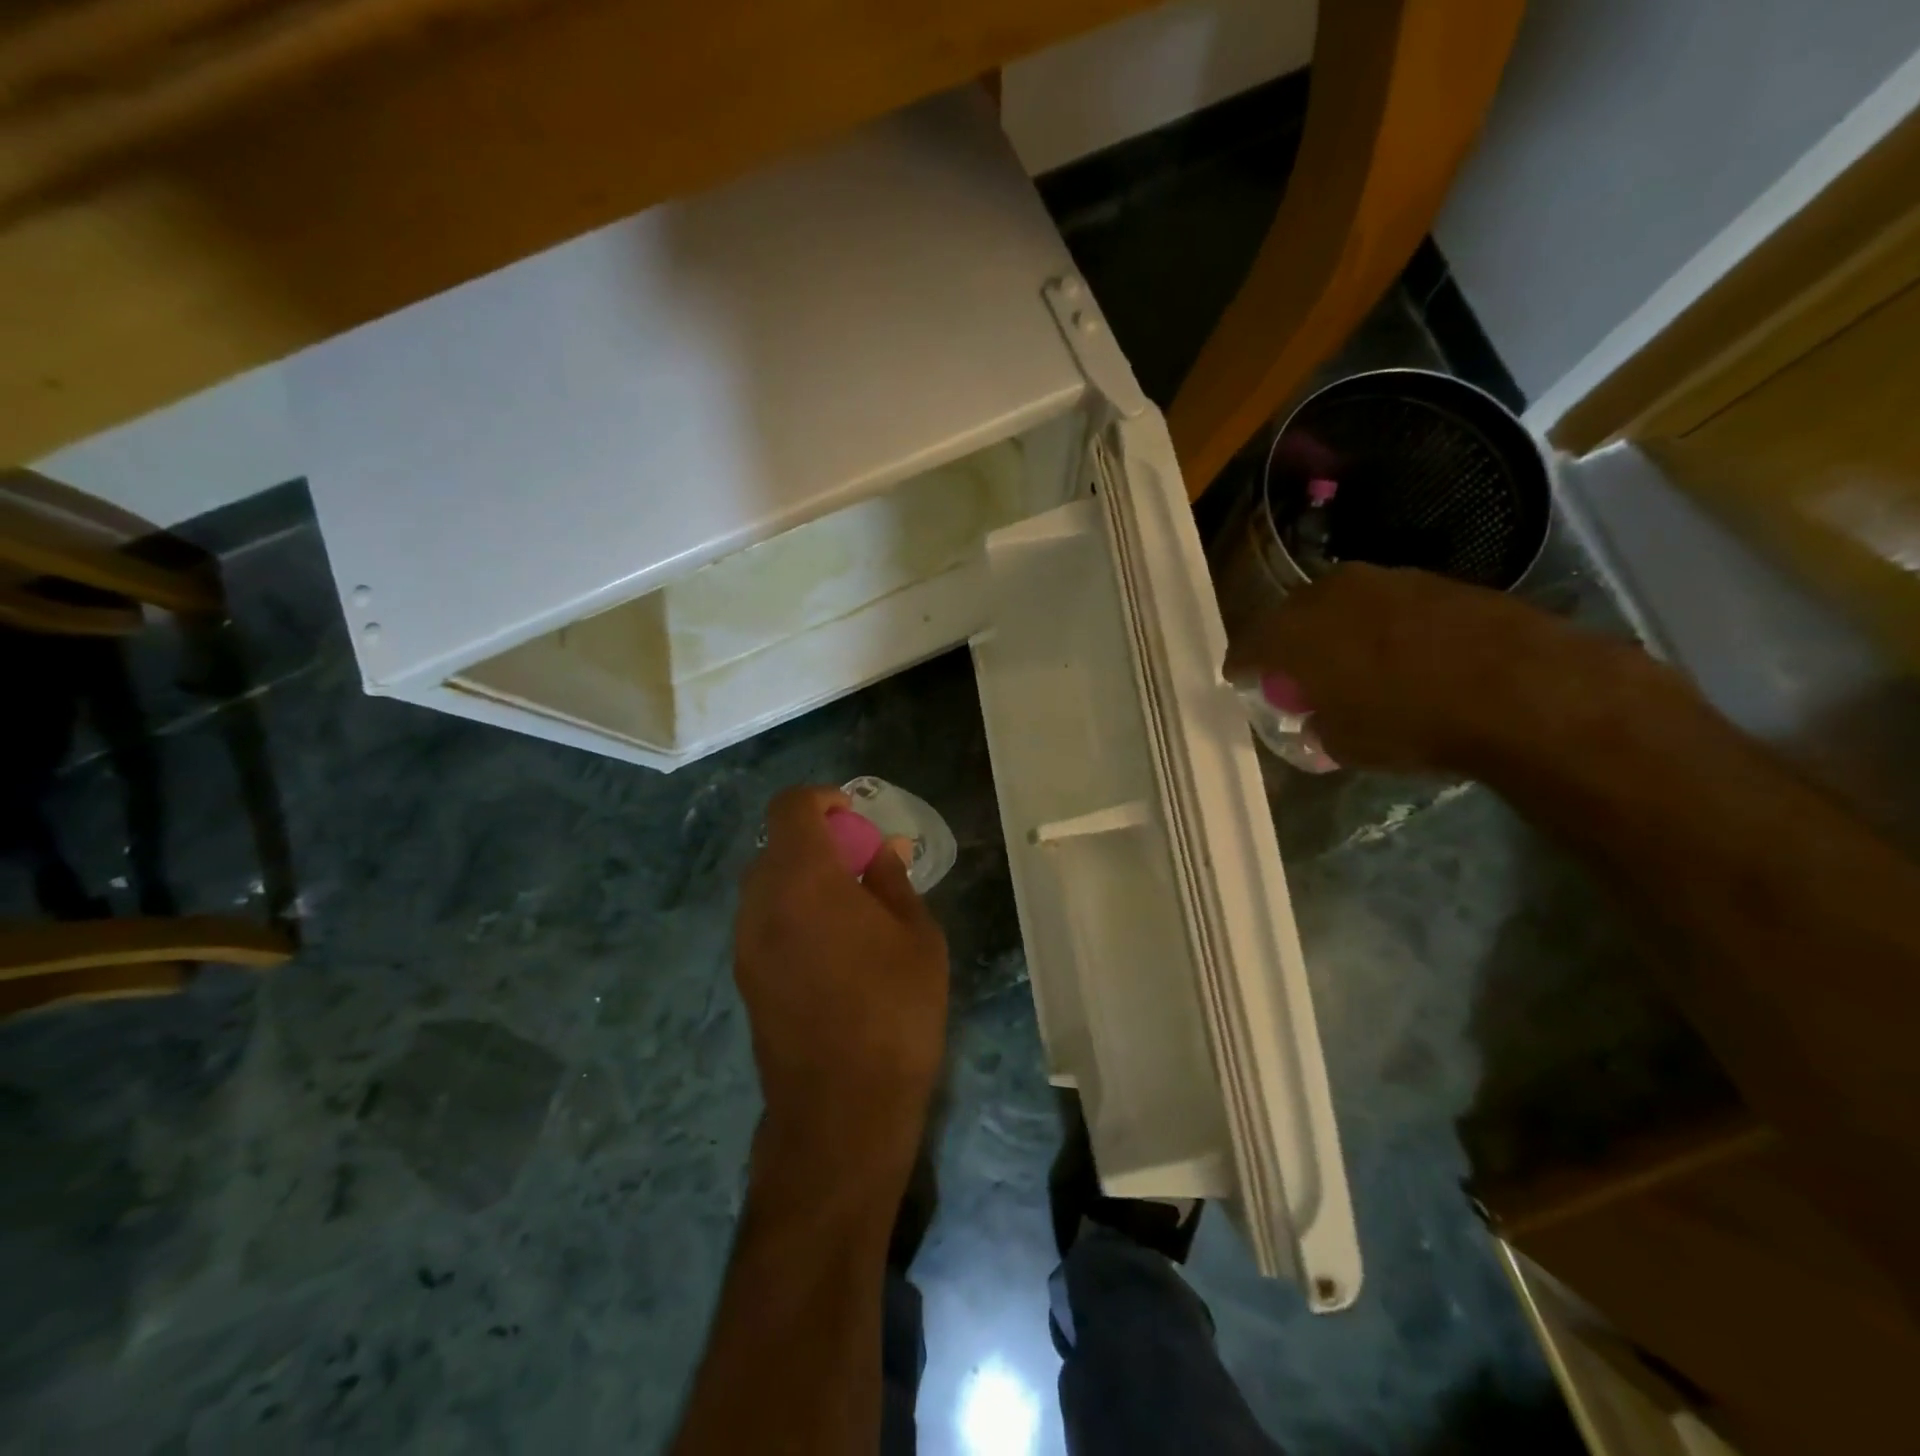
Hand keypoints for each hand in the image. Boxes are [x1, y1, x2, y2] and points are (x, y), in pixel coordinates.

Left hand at [734, 786, 949, 1186]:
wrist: (841, 1109)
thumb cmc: (894, 1011)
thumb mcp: (916, 936)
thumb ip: (891, 881)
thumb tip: (879, 849)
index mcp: (804, 879)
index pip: (790, 807)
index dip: (821, 799)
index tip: (853, 817)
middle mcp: (761, 902)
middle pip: (777, 845)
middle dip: (817, 841)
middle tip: (860, 866)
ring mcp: (745, 942)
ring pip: (767, 884)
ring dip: (803, 878)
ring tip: (849, 910)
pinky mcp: (744, 977)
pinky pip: (763, 920)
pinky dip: (792, 911)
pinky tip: (830, 948)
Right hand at [1224, 564, 1645, 772]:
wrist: (1519, 689)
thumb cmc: (1408, 721)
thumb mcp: (1344, 744)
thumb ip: (1316, 726)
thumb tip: (1317, 718)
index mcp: (1292, 632)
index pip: (1248, 648)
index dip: (1242, 669)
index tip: (1240, 682)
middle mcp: (1329, 593)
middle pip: (1291, 618)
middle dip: (1288, 646)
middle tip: (1295, 675)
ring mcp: (1384, 580)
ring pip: (1341, 606)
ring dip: (1336, 632)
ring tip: (1351, 664)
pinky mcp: (1433, 580)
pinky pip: (1387, 606)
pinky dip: (1382, 628)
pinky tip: (1401, 655)